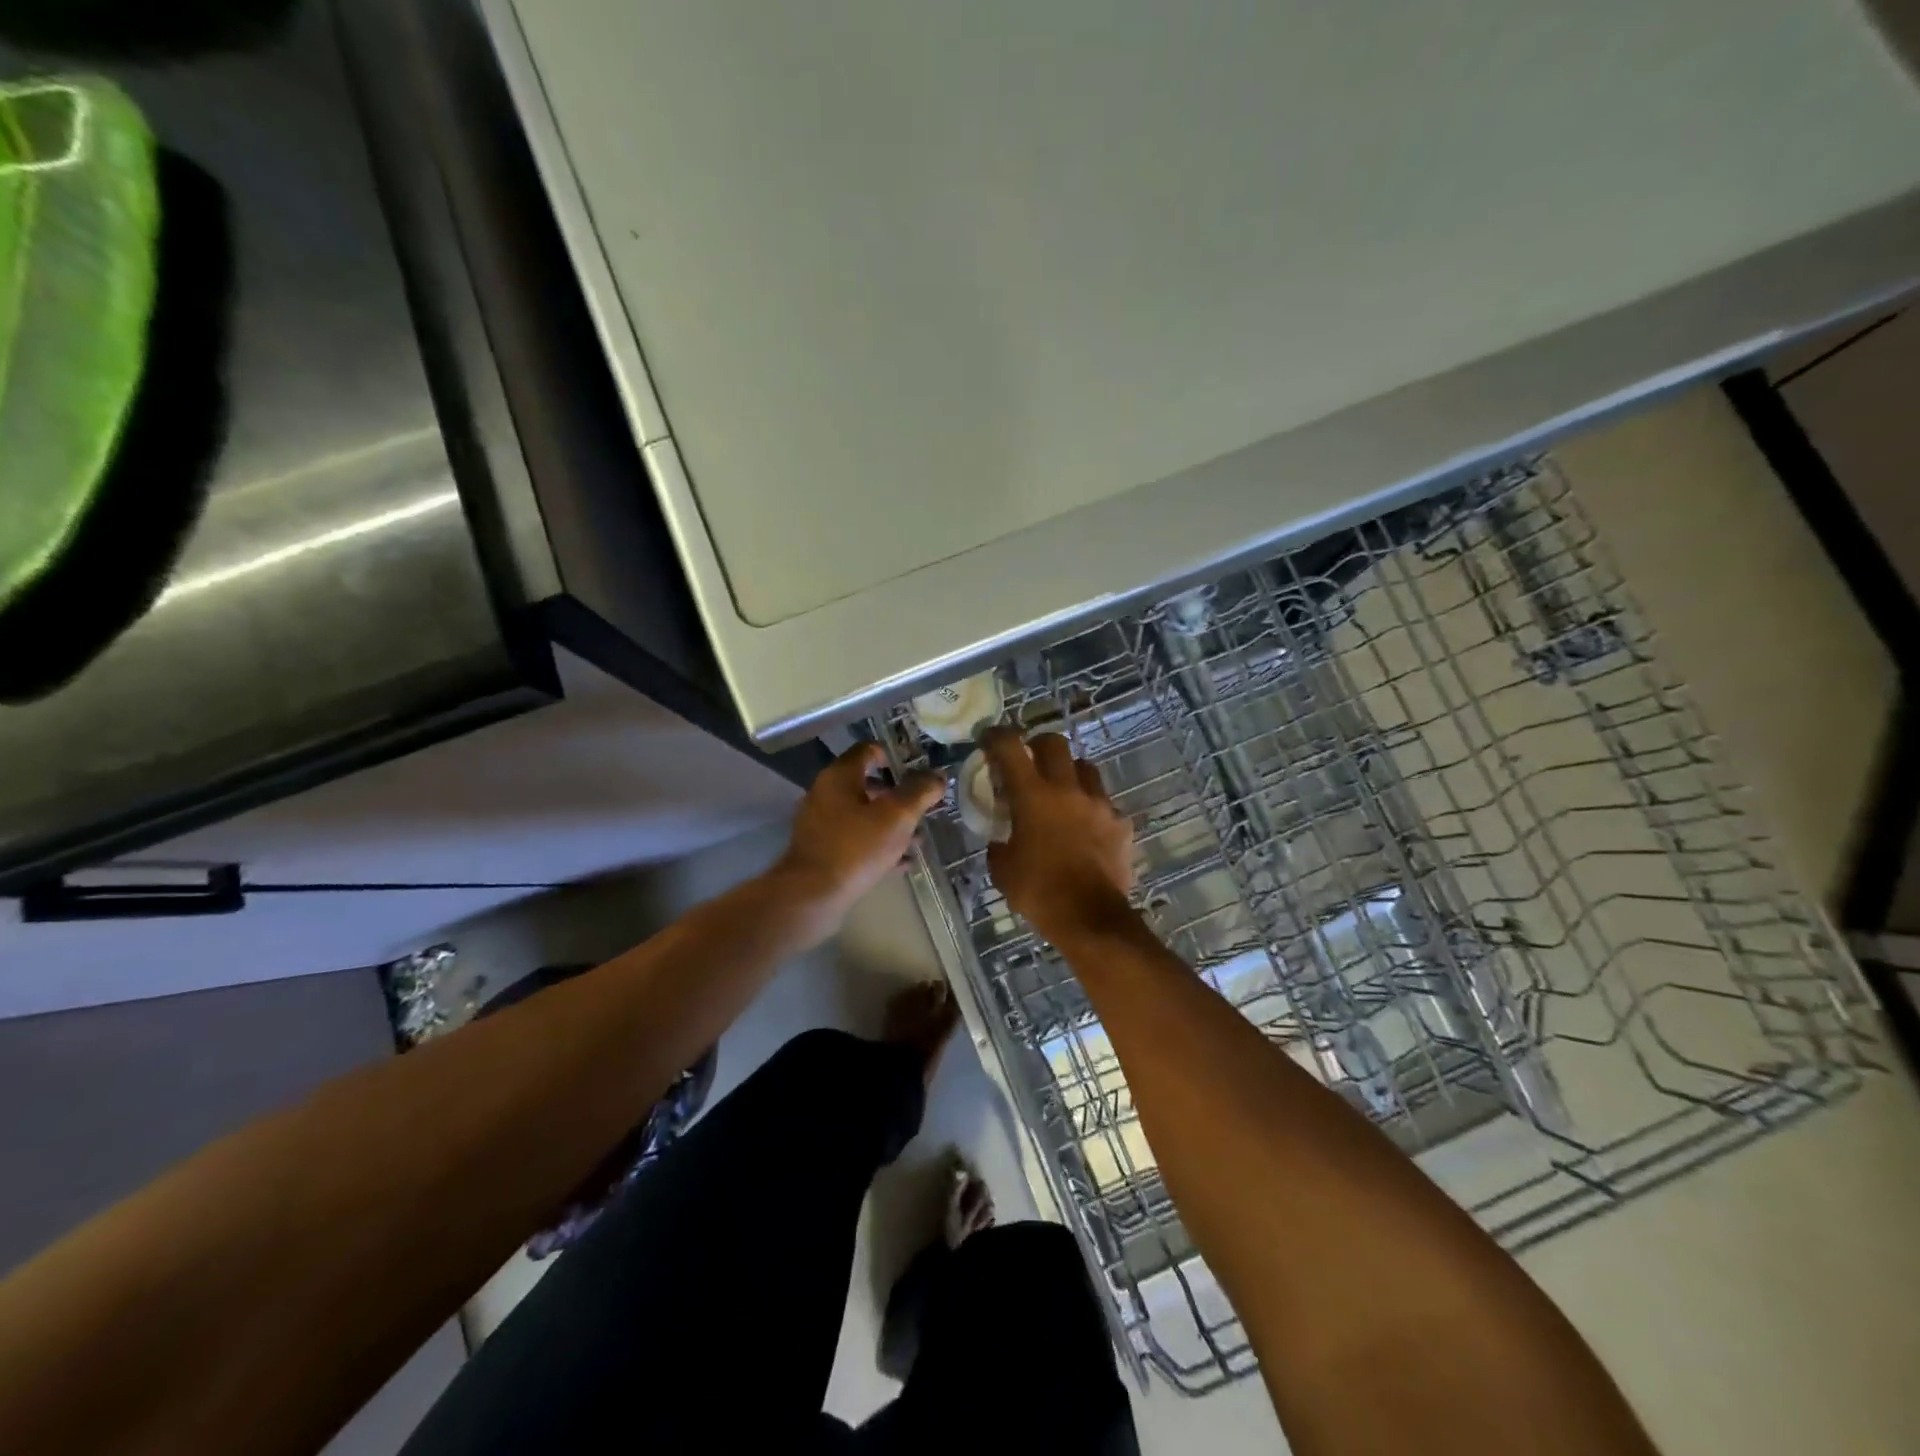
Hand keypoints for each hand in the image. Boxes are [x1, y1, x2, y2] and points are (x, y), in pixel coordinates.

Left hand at [774, 742, 944, 922]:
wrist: (812, 895)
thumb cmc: (856, 847)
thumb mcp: (898, 816)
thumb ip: (920, 792)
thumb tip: (938, 776)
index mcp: (840, 776)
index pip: (868, 750)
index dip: (894, 756)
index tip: (918, 772)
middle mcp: (826, 793)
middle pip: (867, 784)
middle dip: (898, 796)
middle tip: (923, 808)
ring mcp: (821, 823)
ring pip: (863, 815)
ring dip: (890, 824)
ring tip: (917, 840)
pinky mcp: (822, 851)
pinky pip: (855, 840)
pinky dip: (877, 845)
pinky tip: (901, 862)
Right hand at [981, 728, 1135, 945]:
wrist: (1090, 918)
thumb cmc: (1039, 892)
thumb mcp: (1003, 870)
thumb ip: (999, 845)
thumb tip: (1000, 840)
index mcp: (1033, 796)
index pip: (1011, 748)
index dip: (997, 735)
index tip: (989, 737)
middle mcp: (1068, 790)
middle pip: (1055, 744)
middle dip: (1039, 745)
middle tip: (1030, 760)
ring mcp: (1099, 804)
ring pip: (1086, 768)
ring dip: (1070, 773)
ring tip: (1063, 792)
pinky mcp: (1121, 823)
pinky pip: (1105, 804)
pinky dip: (1092, 809)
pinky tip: (1087, 828)